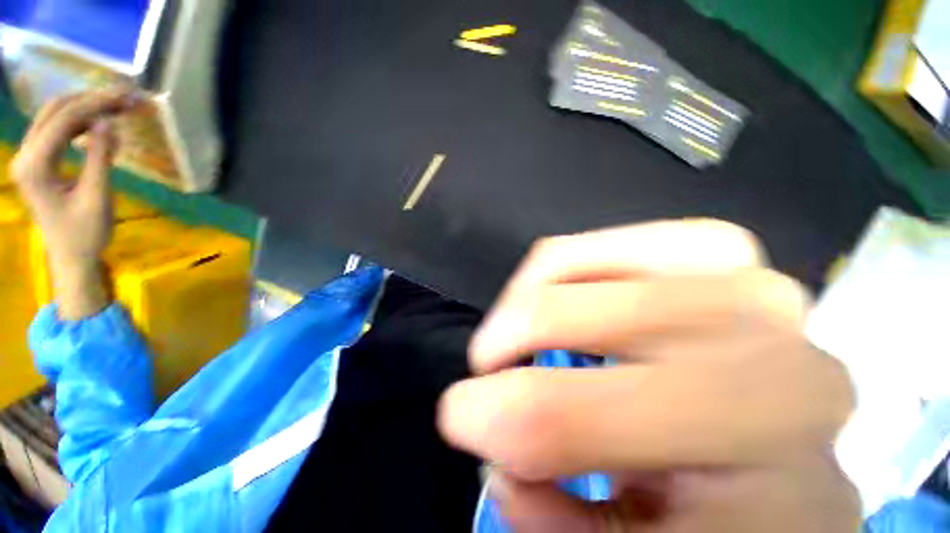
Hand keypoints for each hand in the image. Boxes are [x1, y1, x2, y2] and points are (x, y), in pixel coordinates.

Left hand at [10, 88, 134, 318]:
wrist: (70, 256)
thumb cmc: (85, 233)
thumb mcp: (97, 197)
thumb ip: (100, 159)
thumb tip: (108, 123)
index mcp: (35, 165)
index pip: (64, 119)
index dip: (95, 104)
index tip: (126, 98)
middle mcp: (25, 155)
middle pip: (55, 111)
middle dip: (89, 100)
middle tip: (122, 98)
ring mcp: (29, 158)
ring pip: (54, 117)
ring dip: (85, 108)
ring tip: (115, 108)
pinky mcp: (37, 162)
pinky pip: (56, 130)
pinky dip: (79, 122)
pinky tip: (98, 126)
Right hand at [438, 220, 859, 531]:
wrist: (788, 455)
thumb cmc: (729, 517)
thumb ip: (561, 525)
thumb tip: (501, 470)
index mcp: (761, 467)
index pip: (576, 420)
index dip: (495, 416)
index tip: (457, 417)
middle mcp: (770, 358)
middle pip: (573, 314)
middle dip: (506, 338)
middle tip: (485, 363)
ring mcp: (746, 286)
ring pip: (582, 260)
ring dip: (528, 294)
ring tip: (514, 328)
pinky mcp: (721, 252)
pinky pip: (613, 238)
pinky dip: (562, 263)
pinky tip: (555, 292)